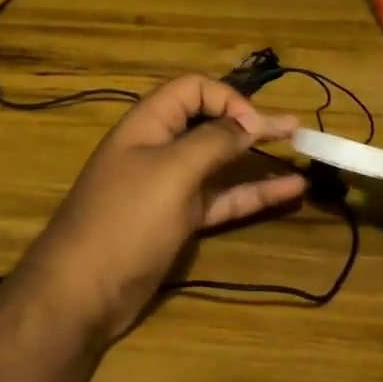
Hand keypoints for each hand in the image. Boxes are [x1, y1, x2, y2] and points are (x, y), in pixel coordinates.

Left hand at [20, 75, 304, 343]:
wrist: (82, 292)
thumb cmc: (125, 219)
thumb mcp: (172, 172)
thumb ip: (214, 141)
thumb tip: (248, 122)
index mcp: (148, 123)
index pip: (193, 89)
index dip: (227, 98)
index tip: (256, 125)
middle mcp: (159, 147)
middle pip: (210, 123)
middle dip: (250, 123)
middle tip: (294, 128)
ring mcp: (169, 186)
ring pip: (220, 163)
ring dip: (257, 159)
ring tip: (300, 152)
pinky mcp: (178, 221)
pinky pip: (222, 199)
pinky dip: (252, 194)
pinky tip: (289, 192)